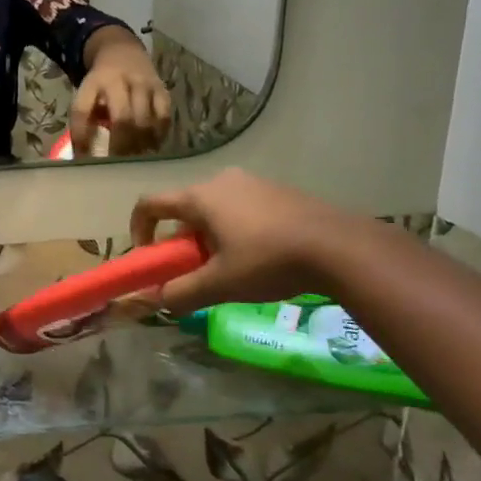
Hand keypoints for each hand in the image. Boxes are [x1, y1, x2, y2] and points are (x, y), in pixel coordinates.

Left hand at [72, 34, 171, 155]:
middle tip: (116, 166)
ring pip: (145, 120)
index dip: (81, 136)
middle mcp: (120, 81)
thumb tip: (84, 158)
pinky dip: (157, 136)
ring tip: (134, 163)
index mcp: (94, 82)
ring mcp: (144, 84)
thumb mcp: (87, 94)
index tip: (82, 158)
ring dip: (139, 145)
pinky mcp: (162, 90)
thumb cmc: (101, 83)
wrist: (122, 51)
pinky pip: (164, 118)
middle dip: (119, 146)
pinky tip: (151, 149)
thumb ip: (85, 120)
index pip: (83, 110)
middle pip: (122, 117)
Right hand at [130, 170, 362, 311]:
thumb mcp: (220, 284)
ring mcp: (253, 182)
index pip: (150, 204)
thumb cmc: (269, 261)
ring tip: (231, 267)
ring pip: (215, 209)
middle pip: (185, 208)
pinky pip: (242, 207)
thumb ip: (182, 292)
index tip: (148, 256)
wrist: (341, 248)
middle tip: (195, 269)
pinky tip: (261, 256)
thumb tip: (159, 299)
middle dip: (181, 240)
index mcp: (200, 197)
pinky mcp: (279, 191)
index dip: (139, 229)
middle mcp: (221, 181)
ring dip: (210, 236)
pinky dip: (237, 230)